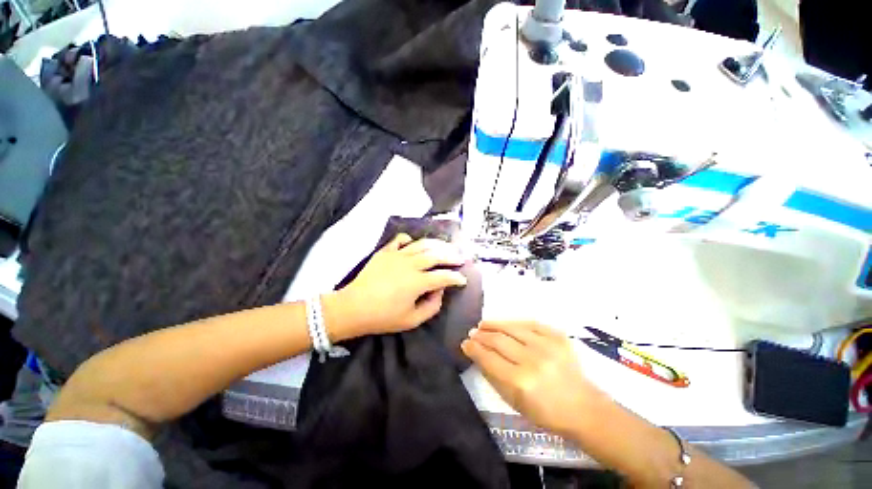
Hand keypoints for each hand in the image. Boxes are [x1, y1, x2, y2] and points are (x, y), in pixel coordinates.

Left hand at [336, 234, 467, 336]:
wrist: (353, 308)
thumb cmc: (383, 317)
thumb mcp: (411, 320)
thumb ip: (432, 306)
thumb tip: (440, 291)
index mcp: (418, 282)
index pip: (444, 277)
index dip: (456, 278)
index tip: (463, 279)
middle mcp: (411, 264)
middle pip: (437, 255)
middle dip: (452, 256)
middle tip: (460, 258)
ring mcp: (397, 255)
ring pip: (422, 244)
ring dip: (437, 244)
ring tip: (446, 246)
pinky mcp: (385, 252)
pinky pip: (400, 240)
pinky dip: (410, 240)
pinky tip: (414, 244)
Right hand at [462, 321, 606, 436]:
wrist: (584, 408)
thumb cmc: (546, 413)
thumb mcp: (514, 403)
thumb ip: (493, 377)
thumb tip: (477, 355)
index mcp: (520, 382)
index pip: (488, 358)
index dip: (474, 349)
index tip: (465, 343)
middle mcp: (532, 360)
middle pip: (498, 340)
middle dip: (481, 335)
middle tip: (472, 332)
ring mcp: (547, 346)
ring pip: (511, 327)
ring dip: (494, 324)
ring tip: (484, 324)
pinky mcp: (558, 337)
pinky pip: (530, 323)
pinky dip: (515, 323)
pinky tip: (506, 324)